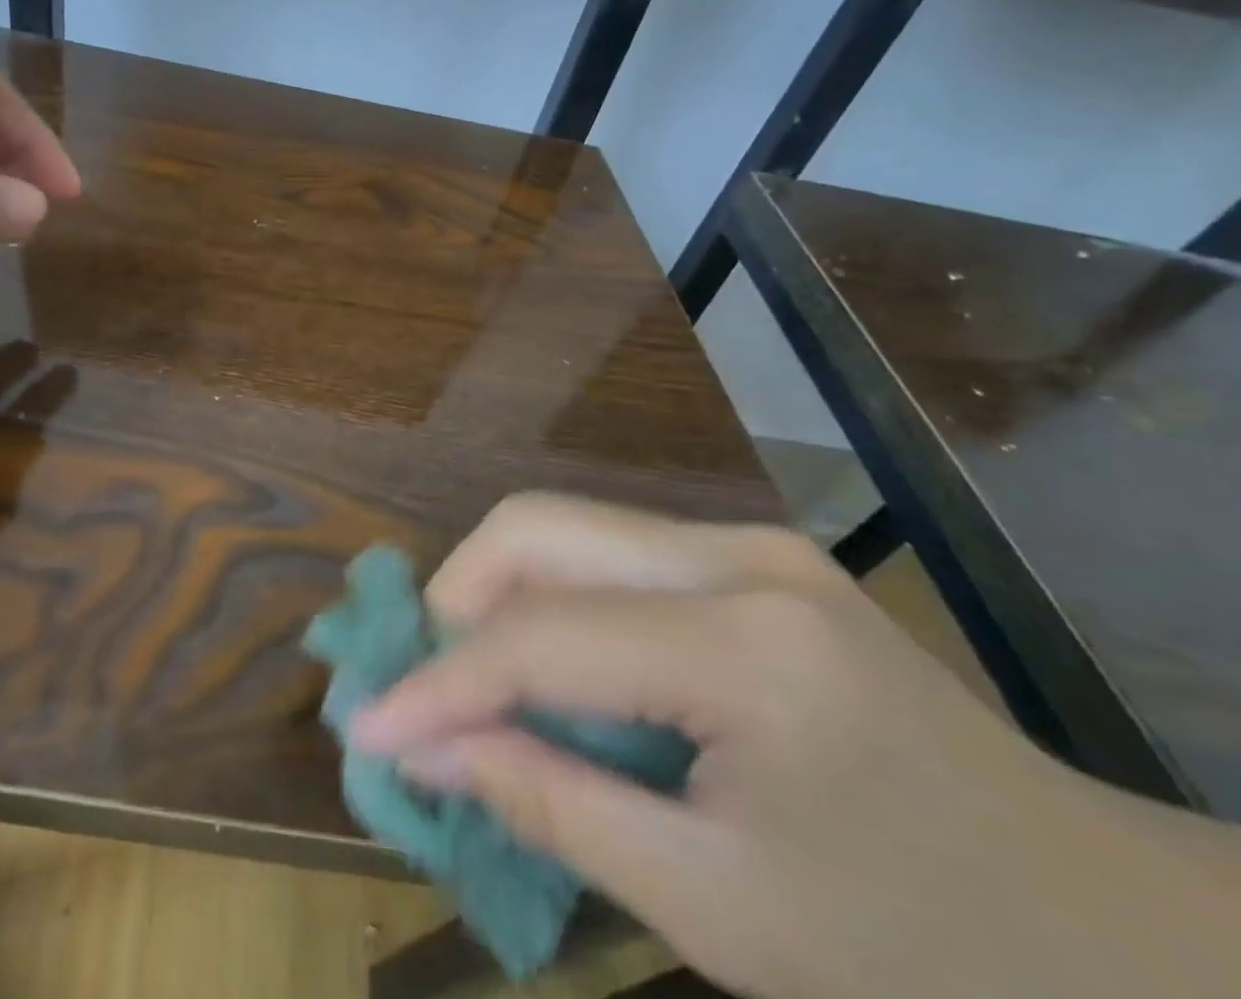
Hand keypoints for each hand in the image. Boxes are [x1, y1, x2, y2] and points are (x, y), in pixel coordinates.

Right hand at [350, 495, 1240, 998]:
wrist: (1118, 932)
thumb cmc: (928, 956)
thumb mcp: (721, 911)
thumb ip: (554, 806)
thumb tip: (428, 749)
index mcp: (747, 645)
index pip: (542, 635)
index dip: (440, 680)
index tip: (366, 724)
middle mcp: (737, 555)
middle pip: (538, 529)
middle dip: (454, 601)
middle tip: (420, 688)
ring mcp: (747, 543)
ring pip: (564, 531)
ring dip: (496, 599)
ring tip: (471, 685)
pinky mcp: (747, 557)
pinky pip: (606, 556)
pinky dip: (550, 605)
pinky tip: (549, 673)